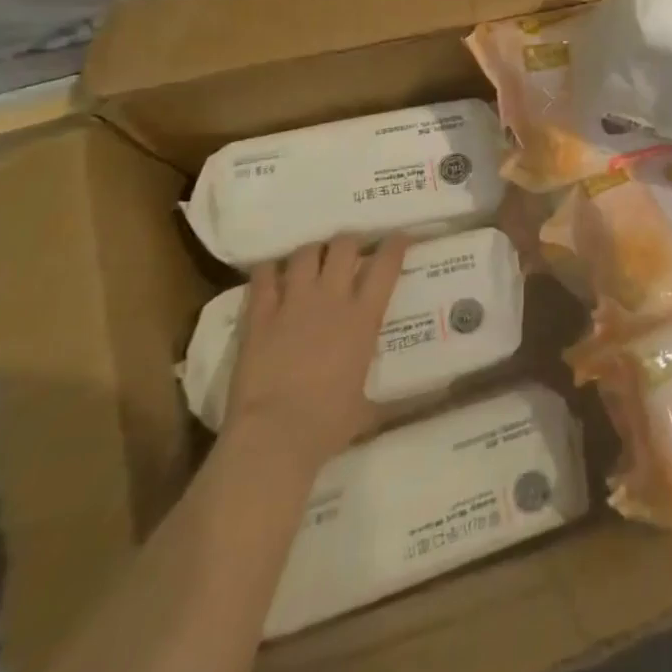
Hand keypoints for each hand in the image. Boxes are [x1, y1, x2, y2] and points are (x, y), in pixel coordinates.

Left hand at [222, 237, 410, 476]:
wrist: (275, 435)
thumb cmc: (328, 424)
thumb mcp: (367, 406)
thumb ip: (383, 394)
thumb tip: (411, 405)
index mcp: (364, 317)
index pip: (386, 264)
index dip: (395, 244)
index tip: (399, 237)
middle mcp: (331, 298)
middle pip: (343, 246)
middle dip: (349, 242)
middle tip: (349, 251)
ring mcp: (293, 303)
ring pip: (305, 253)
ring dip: (312, 252)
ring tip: (312, 259)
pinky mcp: (259, 316)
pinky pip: (263, 277)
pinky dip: (269, 270)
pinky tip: (271, 275)